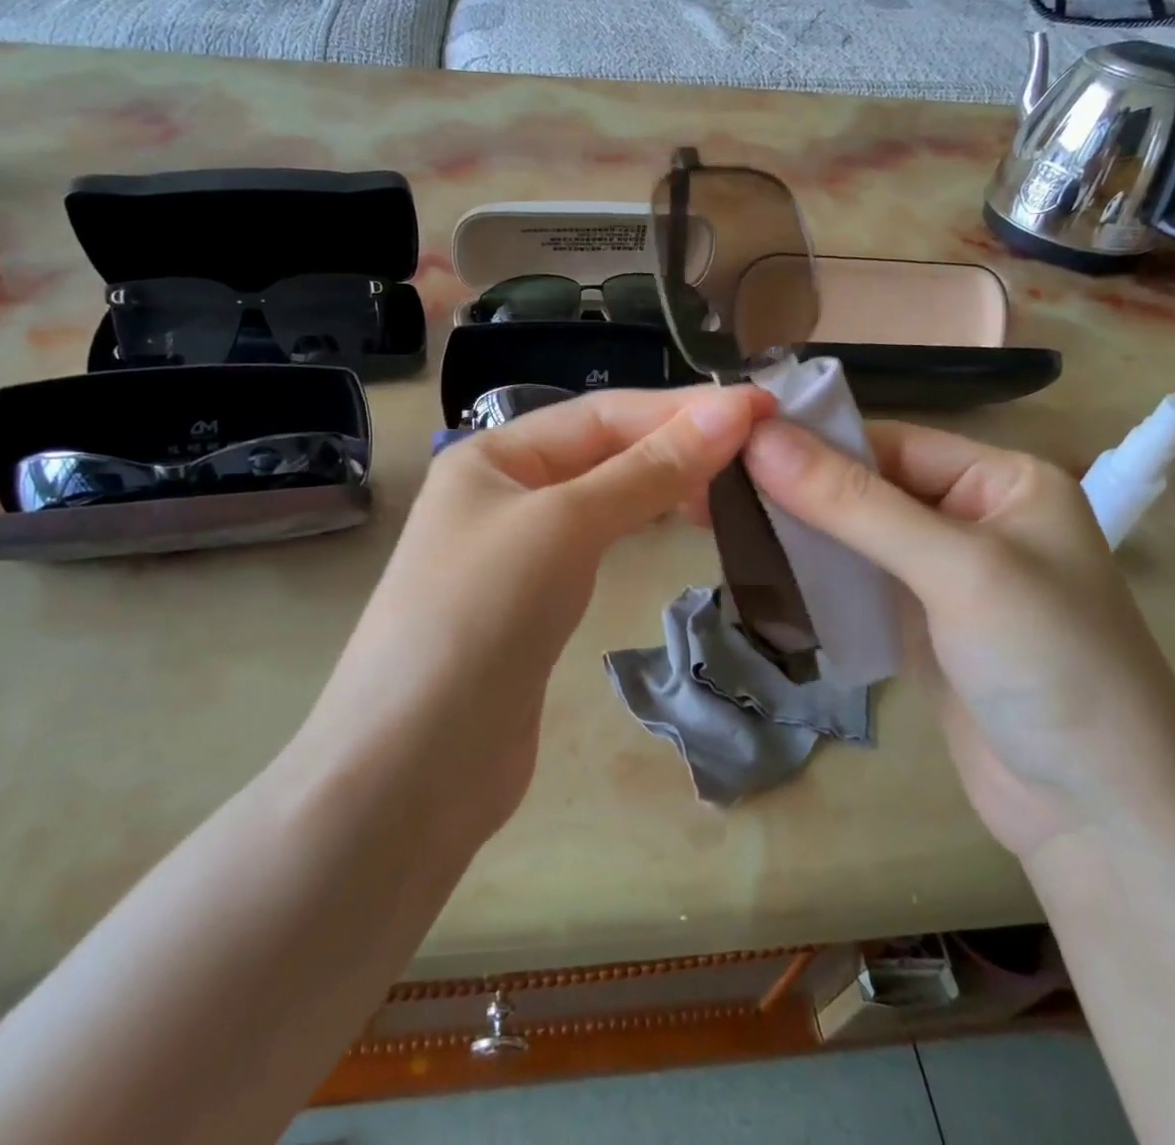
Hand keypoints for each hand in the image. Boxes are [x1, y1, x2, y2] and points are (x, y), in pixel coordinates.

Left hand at [305, 384, 774, 839]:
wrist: (413, 766)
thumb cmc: (481, 616)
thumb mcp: (565, 525)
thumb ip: (647, 470)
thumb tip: (730, 411)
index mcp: (492, 456)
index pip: (601, 414)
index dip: (681, 408)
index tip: (761, 408)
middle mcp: (502, 493)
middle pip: (603, 451)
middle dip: (677, 443)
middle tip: (760, 449)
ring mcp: (517, 551)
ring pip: (604, 498)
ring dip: (664, 483)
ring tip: (733, 480)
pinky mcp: (534, 604)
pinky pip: (598, 546)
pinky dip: (642, 528)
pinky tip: (680, 525)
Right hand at [743, 421, 1174, 868]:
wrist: (1100, 820)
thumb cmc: (1048, 666)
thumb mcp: (953, 569)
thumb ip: (853, 502)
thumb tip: (760, 437)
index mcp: (1002, 480)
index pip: (889, 441)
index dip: (813, 441)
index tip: (732, 444)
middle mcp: (973, 516)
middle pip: (867, 485)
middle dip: (798, 488)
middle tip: (713, 484)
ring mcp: (944, 574)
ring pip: (854, 534)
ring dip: (799, 531)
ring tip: (721, 518)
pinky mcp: (920, 623)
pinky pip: (856, 580)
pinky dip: (813, 574)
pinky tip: (760, 566)